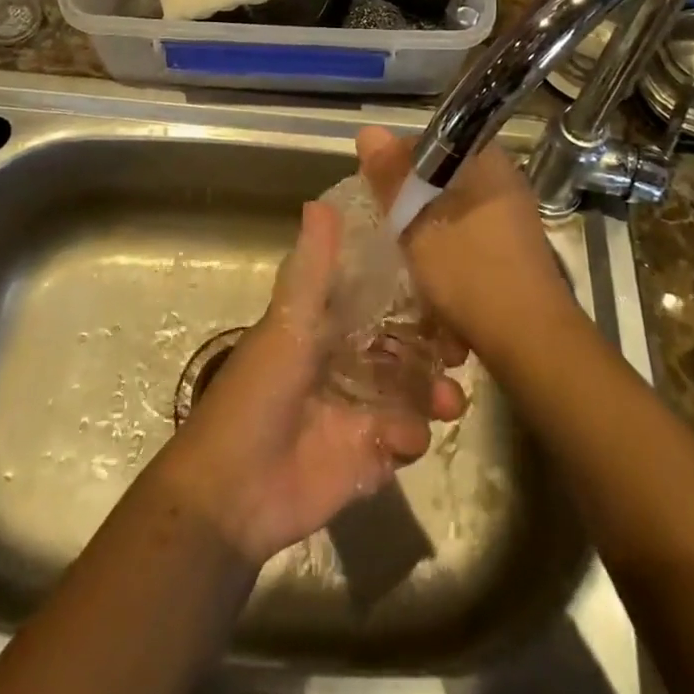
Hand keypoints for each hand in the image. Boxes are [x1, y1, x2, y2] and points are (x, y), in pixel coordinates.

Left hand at [160, 199, 467, 566]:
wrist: (233, 492)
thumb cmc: (258, 393)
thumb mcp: (287, 322)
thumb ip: (312, 269)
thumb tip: (321, 201)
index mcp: (324, 327)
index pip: (377, 302)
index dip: (411, 296)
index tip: (446, 289)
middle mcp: (344, 363)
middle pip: (401, 348)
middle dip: (432, 348)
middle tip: (461, 351)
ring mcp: (357, 412)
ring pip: (410, 393)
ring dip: (434, 392)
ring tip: (451, 401)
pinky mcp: (366, 458)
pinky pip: (403, 440)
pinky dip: (411, 436)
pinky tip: (406, 439)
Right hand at [356, 126, 578, 364]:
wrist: (532, 340)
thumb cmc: (470, 272)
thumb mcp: (417, 224)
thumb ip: (392, 178)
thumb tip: (369, 131)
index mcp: (485, 161)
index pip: (430, 141)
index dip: (397, 162)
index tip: (377, 191)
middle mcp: (503, 179)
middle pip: (441, 178)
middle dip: (411, 202)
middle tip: (387, 227)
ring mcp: (512, 215)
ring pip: (452, 209)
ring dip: (428, 231)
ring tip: (406, 257)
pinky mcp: (514, 248)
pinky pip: (468, 235)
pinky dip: (448, 251)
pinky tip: (433, 281)